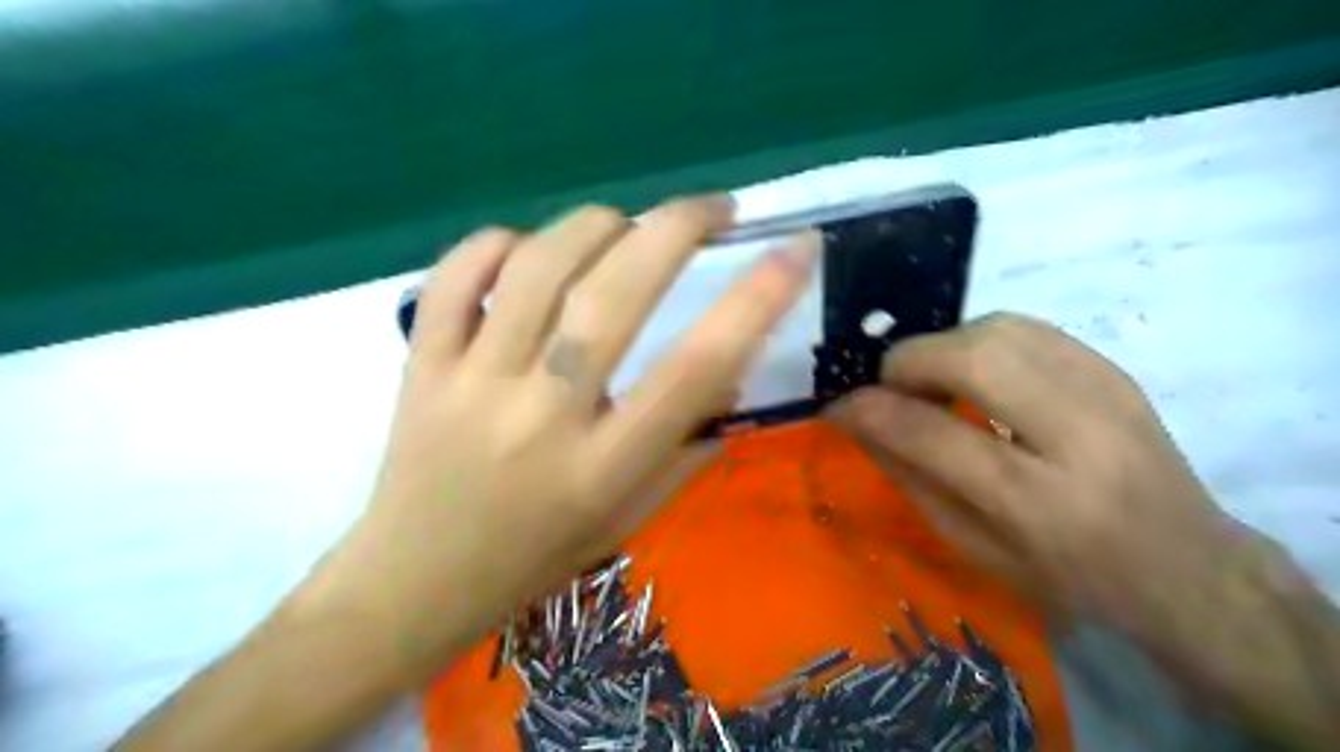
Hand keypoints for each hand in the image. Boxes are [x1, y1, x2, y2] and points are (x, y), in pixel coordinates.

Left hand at [342, 192, 821, 675]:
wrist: (415, 581)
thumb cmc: (537, 558)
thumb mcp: (629, 520)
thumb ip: (687, 452)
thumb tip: (729, 378)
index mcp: (604, 467)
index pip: (695, 370)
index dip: (754, 300)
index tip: (793, 251)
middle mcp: (542, 416)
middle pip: (614, 295)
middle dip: (677, 228)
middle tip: (714, 209)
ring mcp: (472, 383)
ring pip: (538, 268)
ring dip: (597, 225)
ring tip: (627, 225)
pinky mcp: (422, 365)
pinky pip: (456, 277)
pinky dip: (497, 243)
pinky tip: (528, 248)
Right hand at [829, 311, 1338, 746]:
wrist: (1185, 563)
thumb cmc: (1068, 575)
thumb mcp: (974, 547)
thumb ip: (911, 477)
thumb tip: (858, 420)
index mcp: (1037, 503)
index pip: (929, 433)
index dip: (868, 410)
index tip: (836, 405)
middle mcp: (1078, 436)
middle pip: (971, 359)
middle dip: (907, 364)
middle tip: (889, 389)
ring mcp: (1105, 391)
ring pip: (996, 329)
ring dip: (941, 348)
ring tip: (930, 382)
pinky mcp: (1113, 367)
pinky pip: (1024, 327)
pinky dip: (978, 340)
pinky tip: (973, 372)